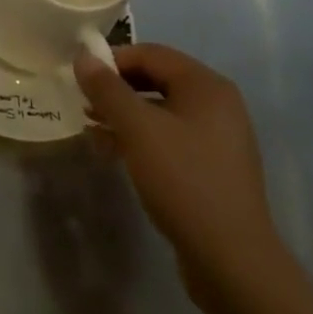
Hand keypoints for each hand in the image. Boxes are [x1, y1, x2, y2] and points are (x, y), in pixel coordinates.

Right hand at [74, 43, 288, 304]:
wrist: (232, 260)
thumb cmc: (183, 180)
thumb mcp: (137, 129)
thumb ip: (107, 89)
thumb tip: (83, 55)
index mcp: (206, 85)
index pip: (151, 53)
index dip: (112, 61)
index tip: (81, 79)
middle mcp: (217, 104)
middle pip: (157, 80)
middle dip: (117, 90)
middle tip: (84, 104)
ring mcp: (219, 138)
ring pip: (161, 112)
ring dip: (125, 116)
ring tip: (92, 130)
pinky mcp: (213, 168)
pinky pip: (171, 138)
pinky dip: (142, 139)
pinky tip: (114, 153)